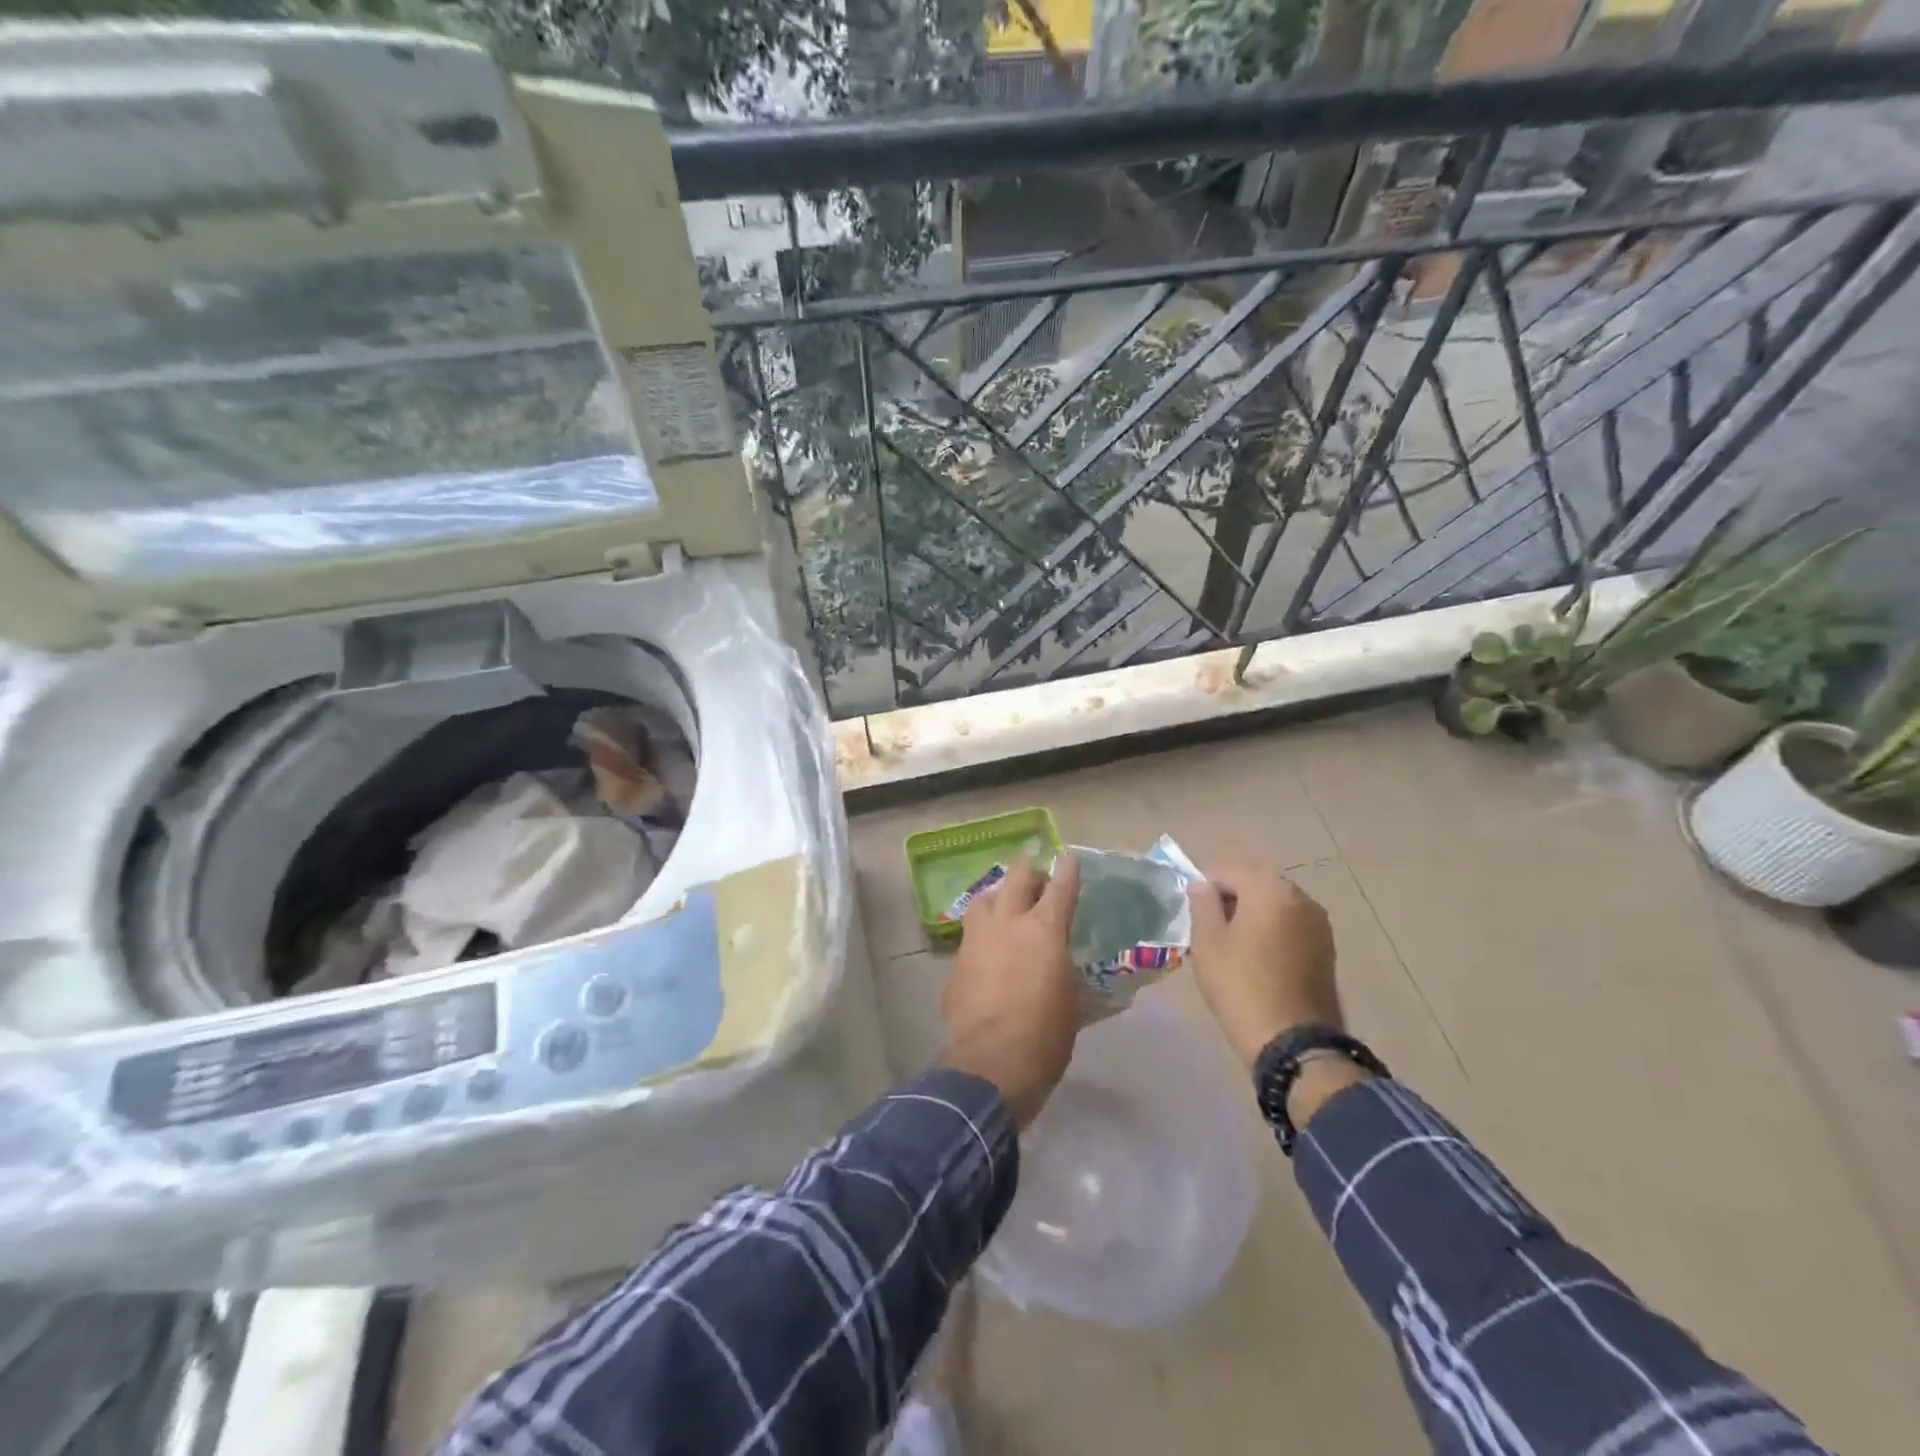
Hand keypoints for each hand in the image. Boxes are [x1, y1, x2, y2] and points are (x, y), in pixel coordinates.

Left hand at [940, 855, 1081, 1127]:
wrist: (992, 1062)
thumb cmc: (1046, 1035)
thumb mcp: (1073, 1002)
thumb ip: (1069, 973)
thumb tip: (1069, 970)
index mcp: (1044, 929)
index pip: (1061, 887)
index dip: (1068, 869)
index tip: (1070, 858)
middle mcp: (1008, 923)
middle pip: (1017, 878)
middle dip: (1029, 871)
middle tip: (1037, 878)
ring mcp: (977, 939)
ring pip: (984, 899)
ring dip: (998, 897)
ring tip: (1005, 907)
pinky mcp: (956, 962)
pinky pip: (970, 937)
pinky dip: (982, 937)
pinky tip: (986, 955)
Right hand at [1187, 856, 1340, 1069]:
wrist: (1295, 1043)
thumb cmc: (1241, 987)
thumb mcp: (1208, 944)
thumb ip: (1202, 905)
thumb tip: (1203, 887)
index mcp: (1270, 890)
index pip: (1229, 868)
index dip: (1206, 885)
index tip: (1194, 912)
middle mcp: (1300, 897)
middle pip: (1256, 880)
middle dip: (1232, 895)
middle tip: (1212, 925)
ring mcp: (1318, 923)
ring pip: (1276, 901)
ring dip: (1254, 911)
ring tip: (1234, 942)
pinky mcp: (1326, 947)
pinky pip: (1291, 922)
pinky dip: (1272, 927)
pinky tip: (1259, 955)